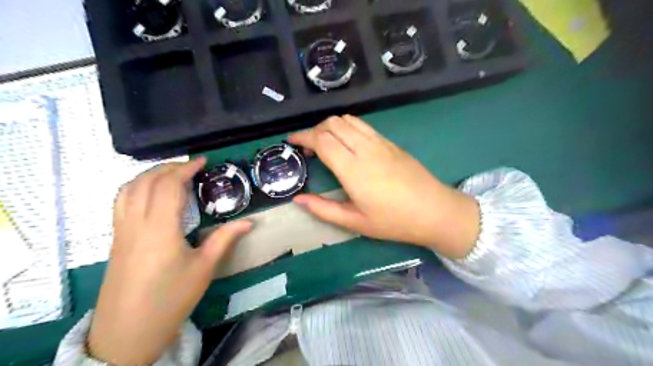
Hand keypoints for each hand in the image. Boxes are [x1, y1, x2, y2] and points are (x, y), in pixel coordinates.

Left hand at [91, 157, 252, 365]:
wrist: (128, 332)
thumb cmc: (171, 299)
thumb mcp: (203, 268)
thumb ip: (224, 239)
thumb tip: (249, 222)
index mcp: (160, 229)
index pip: (169, 186)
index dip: (185, 169)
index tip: (202, 162)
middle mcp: (136, 224)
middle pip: (146, 182)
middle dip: (168, 167)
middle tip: (190, 166)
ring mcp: (121, 231)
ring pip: (127, 189)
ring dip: (149, 174)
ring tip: (170, 173)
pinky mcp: (115, 240)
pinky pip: (121, 202)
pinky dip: (136, 187)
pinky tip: (150, 194)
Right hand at [290, 116, 477, 257]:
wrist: (434, 211)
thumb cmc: (393, 221)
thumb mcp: (355, 221)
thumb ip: (323, 209)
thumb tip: (298, 199)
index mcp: (353, 169)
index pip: (322, 139)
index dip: (302, 136)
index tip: (291, 142)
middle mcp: (365, 148)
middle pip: (332, 124)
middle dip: (313, 130)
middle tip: (307, 147)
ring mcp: (380, 142)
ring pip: (347, 120)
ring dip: (330, 125)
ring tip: (324, 142)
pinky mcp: (390, 142)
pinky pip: (362, 125)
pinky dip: (346, 126)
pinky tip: (346, 142)